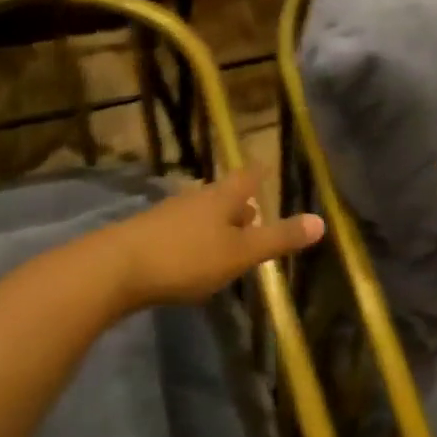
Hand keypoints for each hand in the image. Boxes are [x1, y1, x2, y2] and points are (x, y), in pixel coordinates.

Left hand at [94, 165, 323, 310]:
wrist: (114, 269)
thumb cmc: (186, 257)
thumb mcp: (240, 253)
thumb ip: (278, 239)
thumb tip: (322, 222)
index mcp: (222, 197)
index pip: (248, 176)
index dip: (260, 173)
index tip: (267, 167)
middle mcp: (195, 198)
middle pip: (224, 195)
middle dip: (240, 204)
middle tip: (255, 212)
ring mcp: (168, 215)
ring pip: (202, 214)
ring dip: (217, 224)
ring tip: (229, 240)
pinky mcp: (147, 236)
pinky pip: (181, 231)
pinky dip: (196, 239)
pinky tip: (194, 259)